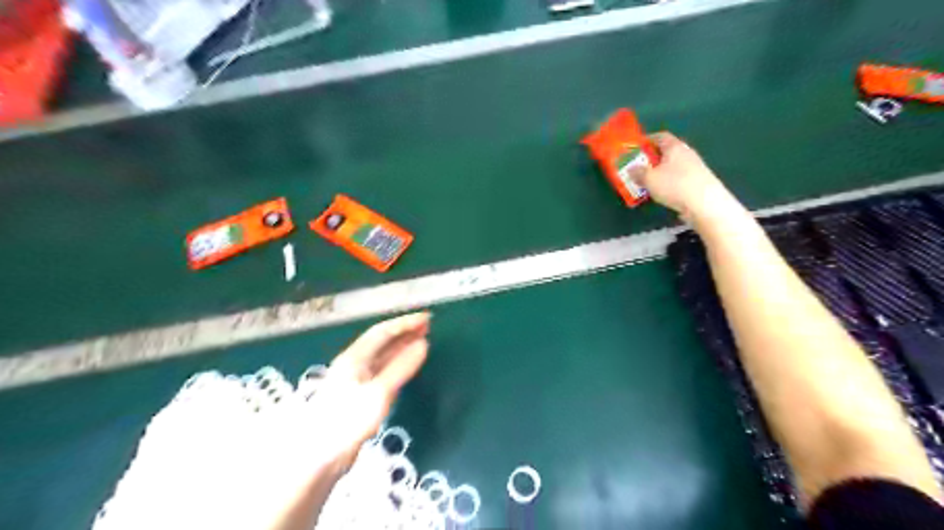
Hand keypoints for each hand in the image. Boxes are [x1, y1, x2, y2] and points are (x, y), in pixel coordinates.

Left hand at [314, 313, 432, 465]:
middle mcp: (355, 365)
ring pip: (383, 357)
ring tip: (423, 341)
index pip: (382, 332)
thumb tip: (423, 344)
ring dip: (402, 347)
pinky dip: (398, 365)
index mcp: (355, 358)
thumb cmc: (347, 420)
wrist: (320, 458)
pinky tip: (407, 367)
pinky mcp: (361, 397)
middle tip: (428, 327)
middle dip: (404, 332)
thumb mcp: (379, 392)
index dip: (405, 323)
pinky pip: (383, 372)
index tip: (427, 318)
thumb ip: (401, 367)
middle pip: (382, 342)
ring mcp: (357, 381)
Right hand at [629, 133, 732, 223]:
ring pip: (674, 165)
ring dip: (662, 171)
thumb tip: (631, 169)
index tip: (637, 147)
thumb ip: (638, 173)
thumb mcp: (649, 179)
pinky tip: (664, 192)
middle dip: (653, 157)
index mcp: (674, 147)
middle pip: (668, 151)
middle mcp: (687, 153)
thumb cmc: (674, 185)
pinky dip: (670, 181)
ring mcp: (695, 167)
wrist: (705, 203)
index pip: (660, 136)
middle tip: (640, 166)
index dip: (648, 140)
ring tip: (650, 181)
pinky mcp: (699, 181)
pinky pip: (680, 177)